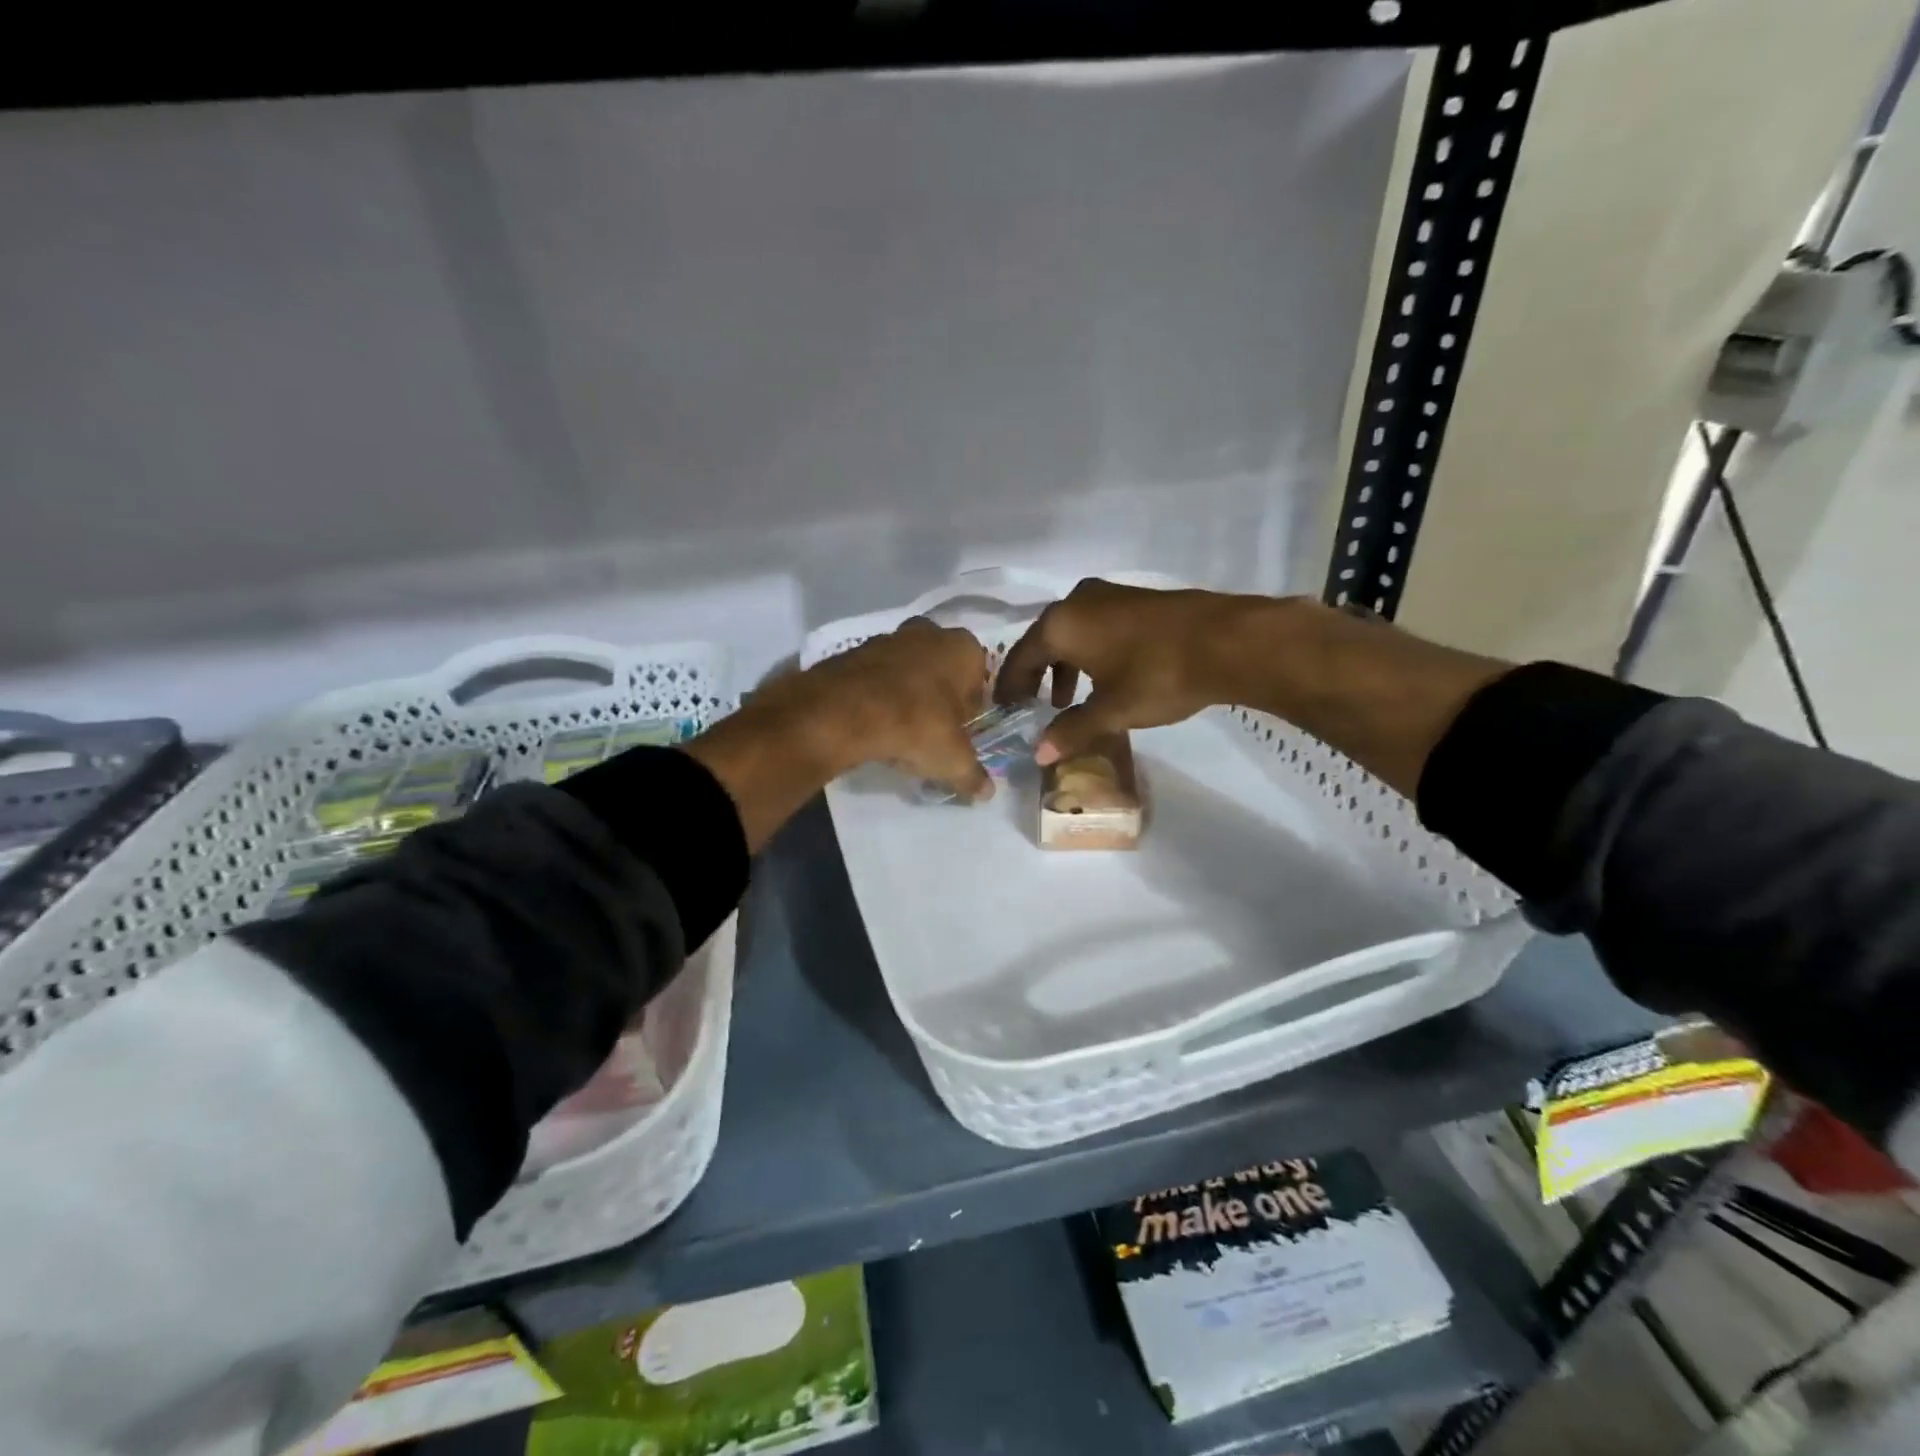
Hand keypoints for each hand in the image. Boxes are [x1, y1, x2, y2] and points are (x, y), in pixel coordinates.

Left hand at [764, 617, 994, 797]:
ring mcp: (890, 637)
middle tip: (932, 731)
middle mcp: (930, 632)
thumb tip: (987, 792)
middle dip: (939, 696)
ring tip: (900, 731)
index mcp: (964, 648)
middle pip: (942, 670)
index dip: (971, 709)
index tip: (961, 734)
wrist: (846, 712)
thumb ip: (973, 774)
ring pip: (908, 670)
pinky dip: (878, 694)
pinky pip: (877, 676)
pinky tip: (873, 723)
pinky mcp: (855, 651)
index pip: (979, 679)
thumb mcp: (953, 760)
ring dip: (907, 694)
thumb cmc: (917, 725)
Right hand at [997, 579, 1278, 764]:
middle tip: (1032, 706)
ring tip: (1067, 701)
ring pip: (1070, 633)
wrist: (1228, 641)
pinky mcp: (1134, 598)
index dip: (1010, 688)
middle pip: (1042, 641)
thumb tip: (1038, 754)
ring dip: (1063, 666)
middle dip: (1036, 676)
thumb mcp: (1111, 710)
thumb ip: (1072, 730)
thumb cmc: (1158, 676)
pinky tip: (1103, 677)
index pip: (1020, 658)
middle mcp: (1076, 601)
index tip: (1005, 710)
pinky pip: (1094, 626)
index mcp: (1060, 625)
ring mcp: (1107, 595)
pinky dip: (1087, 652)